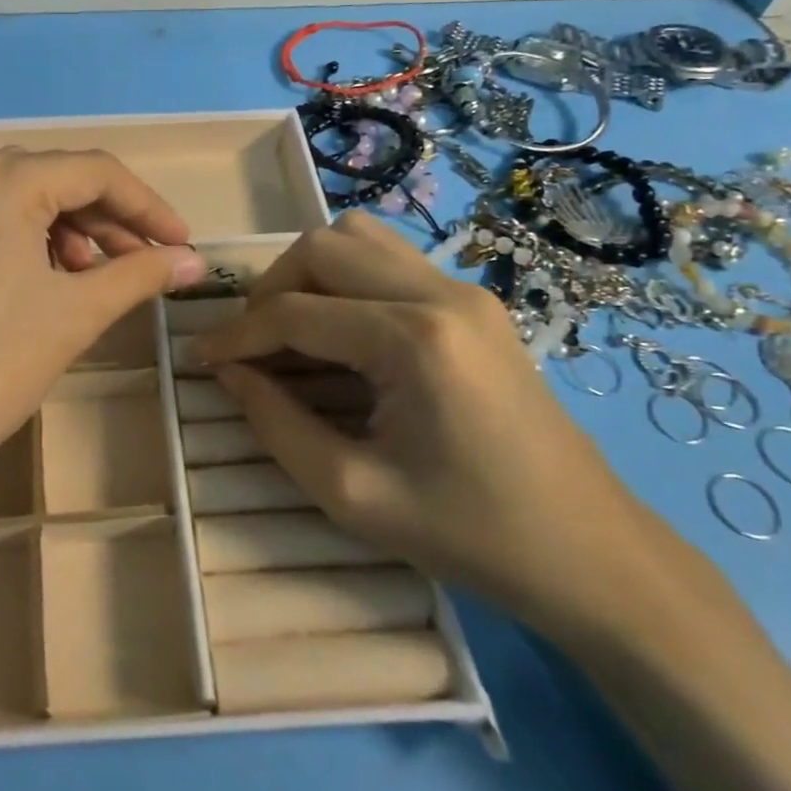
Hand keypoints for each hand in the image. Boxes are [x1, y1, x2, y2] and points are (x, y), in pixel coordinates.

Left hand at [0, 149, 204, 528]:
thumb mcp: (76, 314)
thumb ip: (140, 274)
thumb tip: (194, 262)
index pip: (93, 171)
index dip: (147, 206)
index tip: (181, 245)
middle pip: (52, 178)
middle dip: (105, 219)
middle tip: (142, 262)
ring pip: (15, 197)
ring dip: (65, 229)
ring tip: (89, 278)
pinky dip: (22, 238)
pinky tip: (43, 279)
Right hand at [193, 210, 646, 625]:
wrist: (591, 552)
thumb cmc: (470, 534)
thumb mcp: (352, 494)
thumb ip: (275, 424)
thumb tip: (228, 372)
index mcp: (414, 341)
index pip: (296, 312)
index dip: (236, 335)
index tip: (199, 359)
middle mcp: (440, 293)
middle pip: (322, 247)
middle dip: (270, 291)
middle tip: (251, 345)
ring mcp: (464, 290)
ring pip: (358, 238)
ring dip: (309, 275)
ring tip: (291, 331)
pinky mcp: (475, 302)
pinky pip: (389, 261)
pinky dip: (346, 281)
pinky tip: (339, 335)